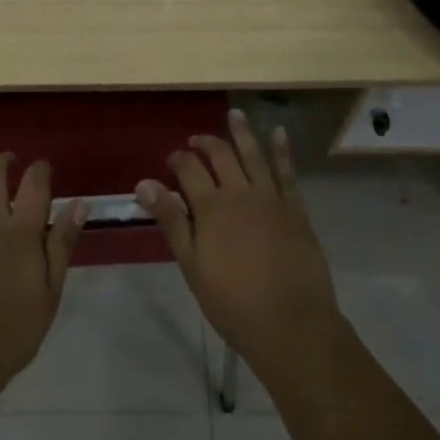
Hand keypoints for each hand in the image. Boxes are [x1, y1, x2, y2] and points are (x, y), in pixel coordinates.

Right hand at [135, 110, 340, 376]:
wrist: (291, 324)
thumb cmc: (233, 302)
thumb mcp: (192, 265)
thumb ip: (171, 220)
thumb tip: (144, 183)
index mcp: (211, 207)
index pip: (189, 169)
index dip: (178, 159)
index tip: (171, 160)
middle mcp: (240, 192)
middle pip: (221, 155)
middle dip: (206, 143)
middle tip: (196, 140)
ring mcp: (271, 198)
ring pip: (254, 155)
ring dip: (243, 132)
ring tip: (235, 115)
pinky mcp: (296, 209)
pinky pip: (287, 172)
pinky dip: (282, 151)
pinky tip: (279, 133)